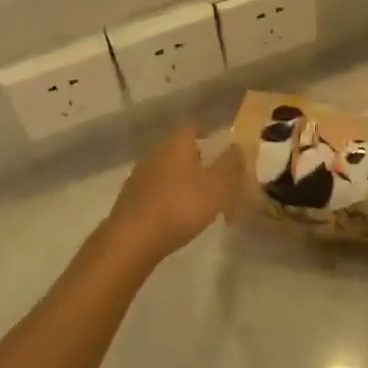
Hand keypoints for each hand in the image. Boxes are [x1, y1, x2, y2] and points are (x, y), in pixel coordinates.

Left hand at [101, 123, 245, 270]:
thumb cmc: (180, 207)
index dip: (202, 130)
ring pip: (164, 170)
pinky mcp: (130, 199)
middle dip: (193, 157)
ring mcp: (139, 177)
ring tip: (194, 195)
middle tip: (210, 171)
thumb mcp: (217, 187)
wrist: (132, 239)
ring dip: (179, 178)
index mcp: (176, 145)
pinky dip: (166, 195)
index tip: (211, 138)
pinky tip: (174, 213)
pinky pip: (154, 190)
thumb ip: (230, 165)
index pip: (190, 127)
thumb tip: (238, 146)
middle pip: (176, 148)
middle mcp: (155, 154)